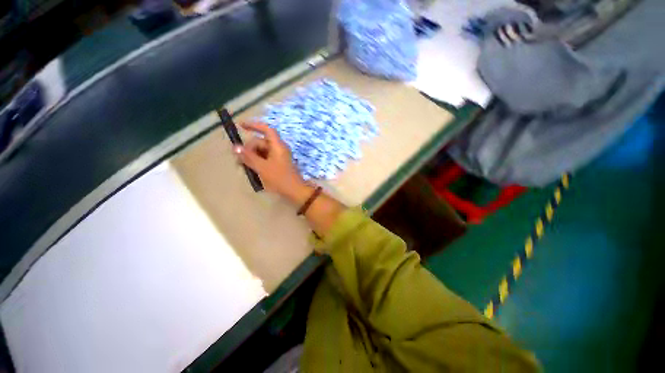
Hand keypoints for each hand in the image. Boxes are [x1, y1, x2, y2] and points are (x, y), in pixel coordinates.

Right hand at [235, 123, 311, 203]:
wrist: (295, 191)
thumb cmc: (279, 178)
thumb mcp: (262, 167)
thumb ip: (249, 157)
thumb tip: (235, 147)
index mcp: (278, 146)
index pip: (267, 130)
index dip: (254, 125)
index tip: (241, 126)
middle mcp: (279, 148)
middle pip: (262, 142)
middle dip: (249, 148)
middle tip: (239, 159)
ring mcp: (280, 157)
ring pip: (263, 151)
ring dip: (252, 156)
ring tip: (243, 166)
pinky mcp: (279, 164)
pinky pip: (266, 158)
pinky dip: (258, 161)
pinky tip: (251, 169)